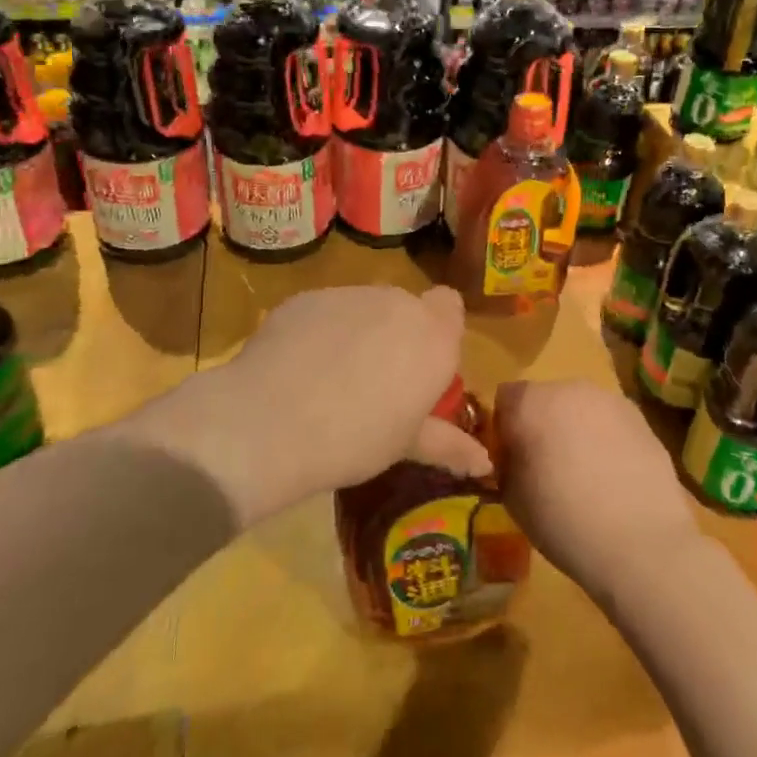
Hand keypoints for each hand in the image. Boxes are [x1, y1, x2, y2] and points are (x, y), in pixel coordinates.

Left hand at [128, 286, 488, 525]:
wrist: (271, 422)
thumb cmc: (355, 440)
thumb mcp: (406, 446)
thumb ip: (449, 444)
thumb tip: (485, 462)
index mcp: (433, 336)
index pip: (450, 306)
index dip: (439, 330)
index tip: (422, 367)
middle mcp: (396, 303)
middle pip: (405, 308)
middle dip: (397, 336)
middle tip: (377, 383)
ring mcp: (348, 294)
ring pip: (364, 307)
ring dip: (359, 332)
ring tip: (331, 379)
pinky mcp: (306, 297)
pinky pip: (324, 311)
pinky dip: (319, 331)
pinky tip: (298, 368)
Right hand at [495, 380, 703, 597]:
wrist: (641, 542)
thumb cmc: (563, 521)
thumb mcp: (512, 498)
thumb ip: (507, 463)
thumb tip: (514, 454)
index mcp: (531, 403)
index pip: (505, 398)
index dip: (506, 426)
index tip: (512, 457)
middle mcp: (569, 389)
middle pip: (545, 398)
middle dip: (543, 424)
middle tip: (548, 467)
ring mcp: (609, 400)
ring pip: (580, 408)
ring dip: (576, 429)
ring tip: (586, 474)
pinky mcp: (640, 419)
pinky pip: (610, 422)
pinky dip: (606, 440)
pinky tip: (614, 477)